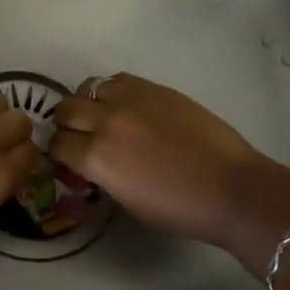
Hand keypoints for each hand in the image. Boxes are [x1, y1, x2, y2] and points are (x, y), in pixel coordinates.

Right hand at [50, 74, 289, 249]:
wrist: (231, 188)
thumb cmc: (179, 210)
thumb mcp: (126, 202)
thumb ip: (101, 175)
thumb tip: (91, 163)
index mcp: (96, 158)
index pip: (57, 144)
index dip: (58, 153)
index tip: (66, 159)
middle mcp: (106, 122)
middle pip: (66, 110)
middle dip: (66, 124)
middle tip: (79, 135)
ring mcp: (130, 100)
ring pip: (88, 88)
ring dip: (87, 103)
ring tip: (100, 115)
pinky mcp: (154, 88)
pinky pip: (118, 80)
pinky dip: (113, 91)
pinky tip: (125, 105)